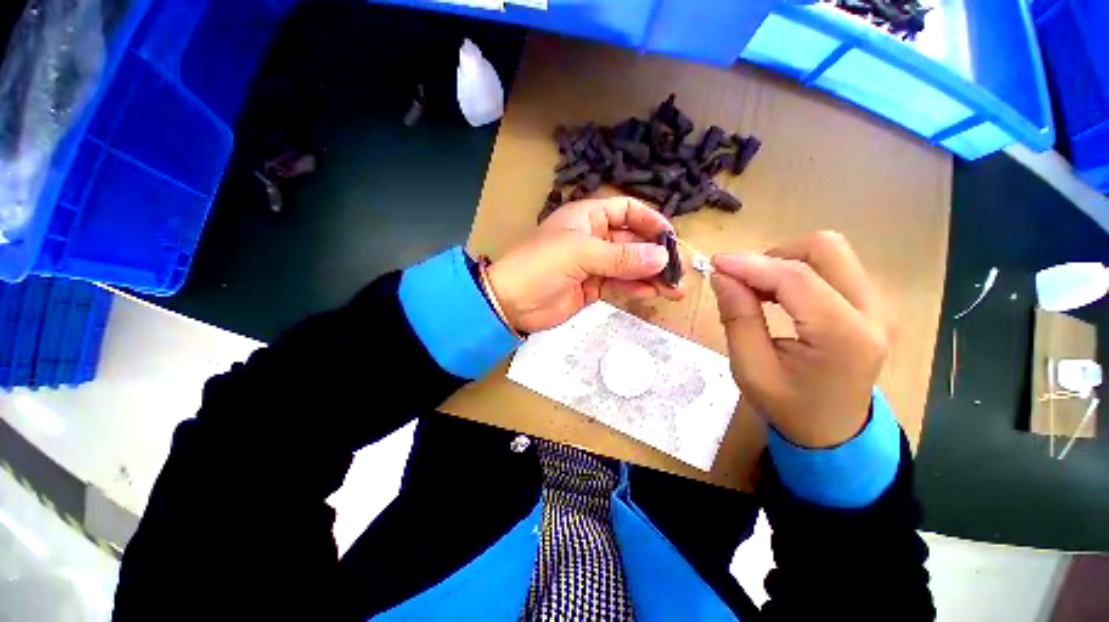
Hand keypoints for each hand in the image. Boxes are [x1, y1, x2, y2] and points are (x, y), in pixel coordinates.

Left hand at [487, 197, 682, 333]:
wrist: (511, 302)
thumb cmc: (541, 266)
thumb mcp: (580, 254)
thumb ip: (621, 257)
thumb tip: (662, 257)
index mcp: (587, 217)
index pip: (626, 210)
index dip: (649, 220)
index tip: (670, 237)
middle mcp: (593, 237)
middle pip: (632, 240)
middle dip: (655, 254)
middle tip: (678, 270)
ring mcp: (593, 264)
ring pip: (628, 265)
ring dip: (650, 275)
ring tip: (673, 288)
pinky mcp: (592, 287)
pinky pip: (619, 284)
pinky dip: (635, 288)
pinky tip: (651, 293)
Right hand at [711, 232, 890, 447]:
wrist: (834, 432)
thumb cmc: (789, 406)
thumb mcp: (751, 369)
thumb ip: (738, 318)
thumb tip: (722, 276)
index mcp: (845, 336)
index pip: (797, 279)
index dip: (751, 264)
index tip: (715, 263)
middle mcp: (872, 313)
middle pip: (824, 249)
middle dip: (773, 256)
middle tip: (741, 280)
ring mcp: (877, 306)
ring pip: (829, 254)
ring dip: (783, 262)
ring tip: (754, 289)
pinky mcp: (870, 305)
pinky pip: (832, 268)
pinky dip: (795, 271)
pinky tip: (774, 293)